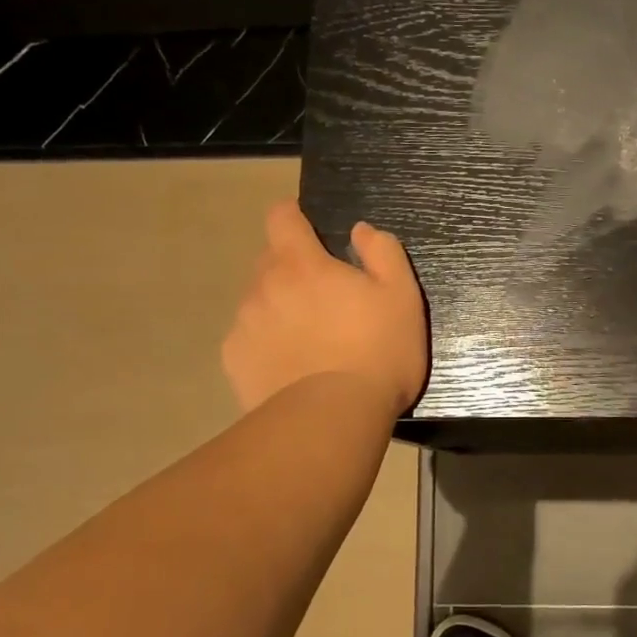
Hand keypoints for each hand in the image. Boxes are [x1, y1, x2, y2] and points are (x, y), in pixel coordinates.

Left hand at [223, 201, 428, 415]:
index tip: (310, 231)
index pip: (281, 217)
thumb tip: (361, 230)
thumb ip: (382, 252)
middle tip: (325, 299)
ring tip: (310, 341)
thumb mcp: (402, 296)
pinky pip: (249, 338)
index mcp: (303, 264)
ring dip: (279, 307)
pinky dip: (266, 343)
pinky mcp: (235, 361)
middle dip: (293, 268)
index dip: (294, 217)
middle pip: (270, 261)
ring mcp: (244, 325)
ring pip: (258, 301)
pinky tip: (291, 367)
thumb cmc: (377, 352)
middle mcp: (264, 286)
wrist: (332, 420)